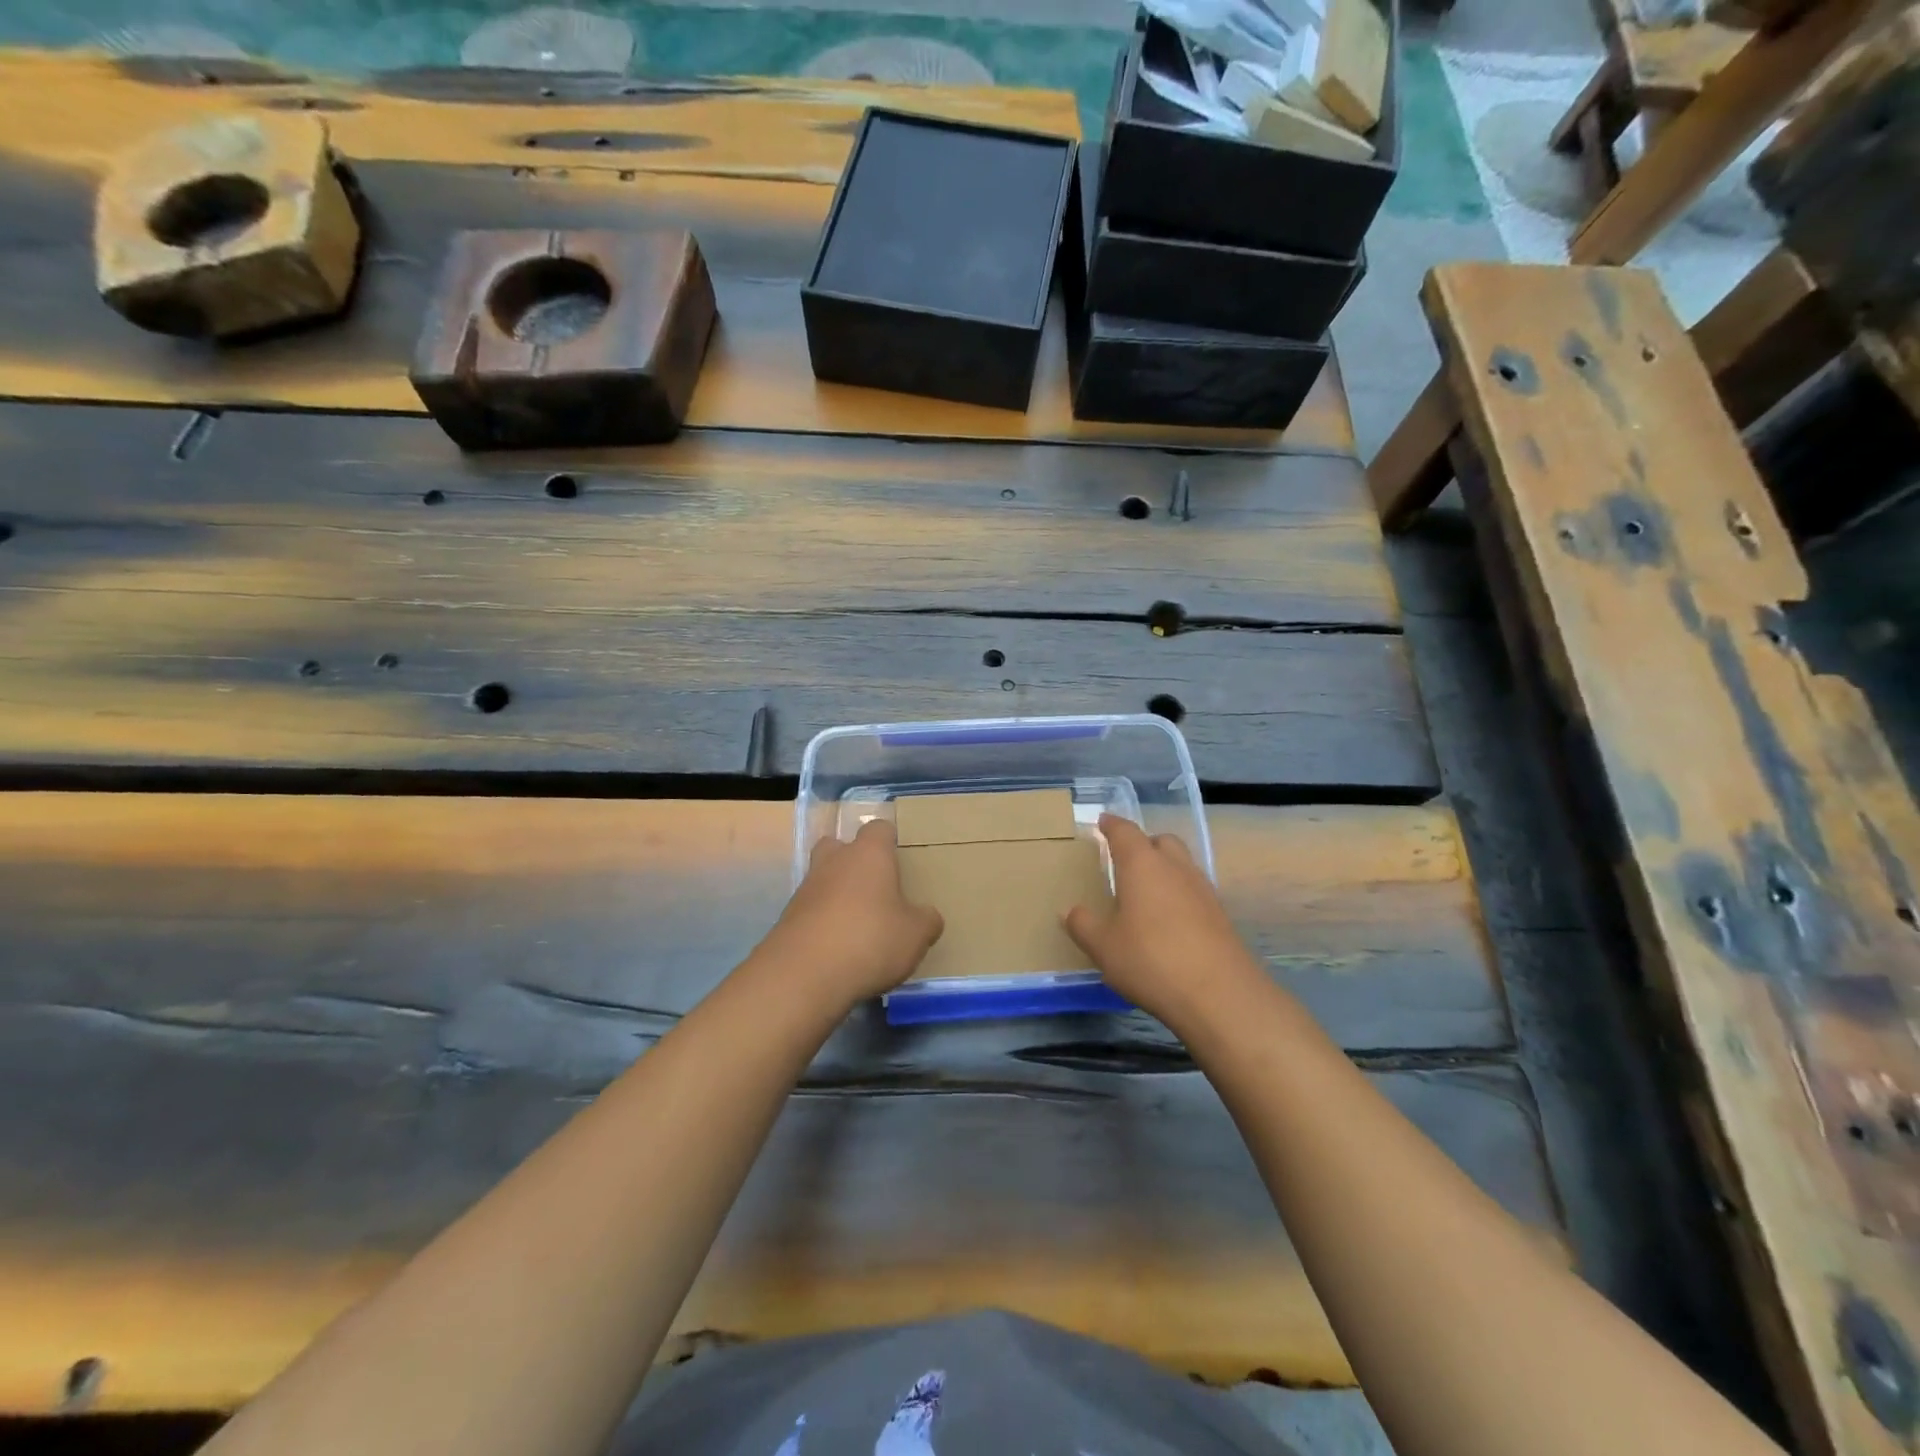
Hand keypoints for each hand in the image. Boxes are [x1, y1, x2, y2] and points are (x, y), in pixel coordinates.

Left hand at [757, 819, 943, 1006]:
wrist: (803, 975)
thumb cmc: (870, 940)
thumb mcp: (916, 935)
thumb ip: (926, 920)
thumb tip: (927, 916)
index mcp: (869, 854)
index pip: (879, 829)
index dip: (890, 841)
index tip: (901, 861)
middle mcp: (834, 861)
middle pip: (839, 845)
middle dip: (854, 860)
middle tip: (874, 887)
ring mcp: (806, 888)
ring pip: (823, 878)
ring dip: (837, 893)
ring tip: (859, 923)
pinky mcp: (788, 918)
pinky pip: (811, 909)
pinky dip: (823, 921)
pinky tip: (838, 947)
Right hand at [1065, 815, 1261, 1028]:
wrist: (1219, 995)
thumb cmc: (1151, 960)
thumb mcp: (1103, 947)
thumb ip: (1083, 925)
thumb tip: (1069, 910)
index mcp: (1142, 864)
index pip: (1125, 831)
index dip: (1112, 825)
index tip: (1102, 822)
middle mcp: (1175, 867)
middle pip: (1161, 840)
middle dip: (1143, 843)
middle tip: (1125, 858)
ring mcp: (1203, 889)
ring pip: (1182, 864)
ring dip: (1164, 868)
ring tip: (1146, 890)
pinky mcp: (1220, 915)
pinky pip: (1194, 890)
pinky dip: (1179, 893)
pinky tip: (1169, 919)